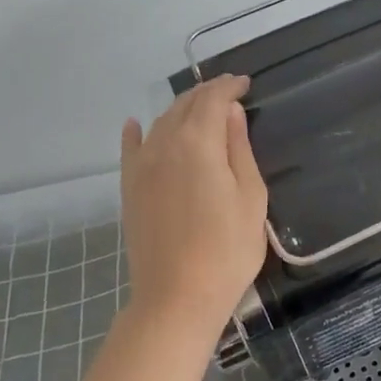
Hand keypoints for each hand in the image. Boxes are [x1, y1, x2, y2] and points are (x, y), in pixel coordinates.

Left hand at [119, 74, 268, 327]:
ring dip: (181, 109)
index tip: (245, 83)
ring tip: (200, 108)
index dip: (229, 86)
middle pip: (184, 106)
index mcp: (198, 142)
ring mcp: (141, 167)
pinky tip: (136, 124)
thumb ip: (239, 148)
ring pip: (160, 122)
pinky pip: (131, 149)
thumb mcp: (250, 196)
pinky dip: (136, 132)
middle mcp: (164, 144)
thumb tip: (230, 111)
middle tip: (228, 92)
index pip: (212, 99)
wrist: (177, 297)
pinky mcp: (130, 189)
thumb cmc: (227, 249)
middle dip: (206, 93)